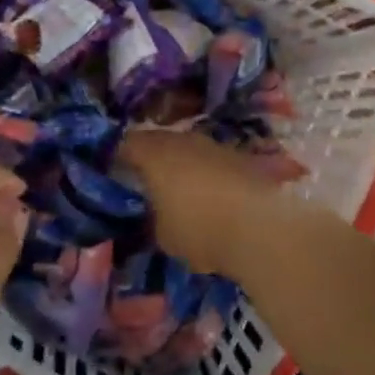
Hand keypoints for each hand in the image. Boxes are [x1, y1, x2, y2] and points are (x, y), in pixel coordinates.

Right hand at [117, 130, 290, 278]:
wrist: (261, 228)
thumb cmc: (200, 229)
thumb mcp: (163, 234)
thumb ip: (154, 216)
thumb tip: (157, 211)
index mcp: (155, 154)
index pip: (127, 144)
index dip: (118, 155)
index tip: (113, 169)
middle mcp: (184, 140)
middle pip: (160, 141)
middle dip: (152, 158)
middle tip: (146, 180)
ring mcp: (215, 145)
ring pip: (190, 149)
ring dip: (183, 164)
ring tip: (181, 190)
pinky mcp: (241, 157)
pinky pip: (214, 161)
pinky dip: (208, 174)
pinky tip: (212, 196)